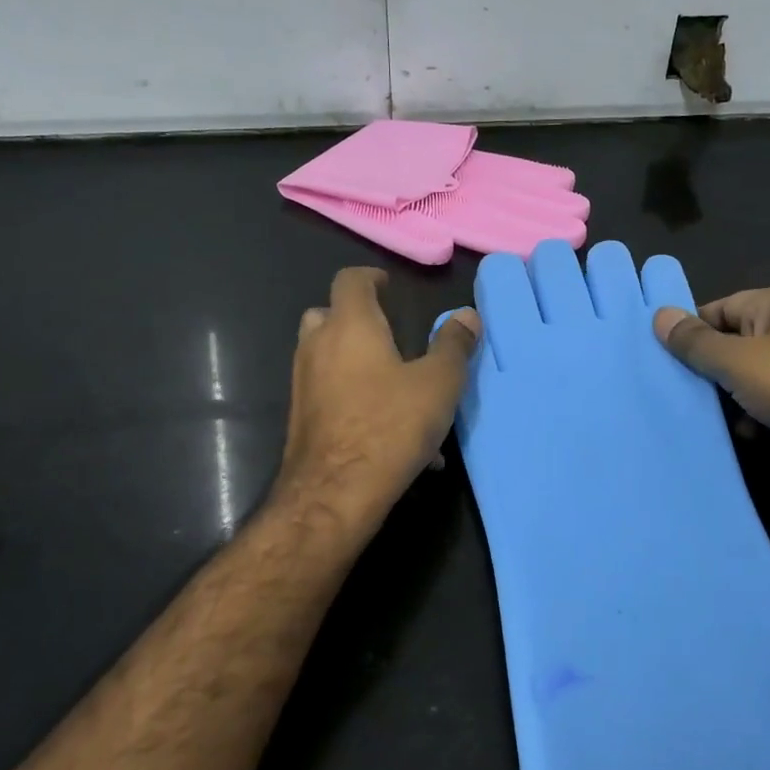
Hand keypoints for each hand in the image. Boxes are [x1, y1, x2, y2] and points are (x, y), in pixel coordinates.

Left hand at [276, 268, 479, 532]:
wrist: (335, 492)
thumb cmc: (390, 426)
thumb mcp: (438, 384)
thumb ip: (453, 345)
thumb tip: (467, 315)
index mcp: (350, 326)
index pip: (350, 281)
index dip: (370, 277)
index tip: (388, 285)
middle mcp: (318, 347)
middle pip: (327, 315)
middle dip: (356, 319)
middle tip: (388, 334)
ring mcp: (304, 384)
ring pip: (326, 357)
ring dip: (355, 361)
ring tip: (396, 388)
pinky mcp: (302, 418)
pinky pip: (330, 395)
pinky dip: (354, 398)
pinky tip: (391, 434)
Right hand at [652, 288, 769, 510]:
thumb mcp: (738, 360)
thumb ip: (695, 342)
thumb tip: (658, 314)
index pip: (718, 308)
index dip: (689, 330)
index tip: (656, 357)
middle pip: (730, 344)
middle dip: (702, 368)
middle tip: (665, 388)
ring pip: (743, 380)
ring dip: (722, 399)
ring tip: (692, 414)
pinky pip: (762, 407)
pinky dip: (747, 420)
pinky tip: (736, 434)